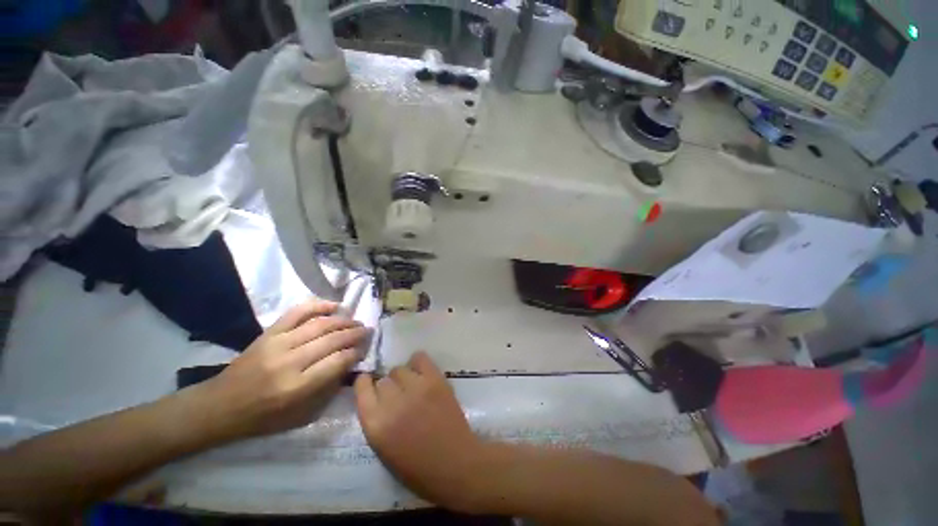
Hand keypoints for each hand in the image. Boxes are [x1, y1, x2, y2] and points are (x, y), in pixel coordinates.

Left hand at [188, 299, 367, 442]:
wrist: (221, 406)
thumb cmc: (263, 418)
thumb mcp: (300, 416)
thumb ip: (328, 389)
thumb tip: (349, 364)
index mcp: (297, 388)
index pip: (338, 362)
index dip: (356, 352)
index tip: (364, 349)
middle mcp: (289, 362)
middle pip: (332, 340)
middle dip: (355, 333)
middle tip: (367, 331)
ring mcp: (278, 344)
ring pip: (320, 324)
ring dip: (343, 320)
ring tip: (355, 320)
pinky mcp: (269, 333)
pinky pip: (297, 312)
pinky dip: (318, 306)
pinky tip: (334, 305)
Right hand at [354, 352, 489, 510]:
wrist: (456, 464)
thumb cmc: (418, 469)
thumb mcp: (384, 451)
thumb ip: (376, 421)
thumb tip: (376, 398)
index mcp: (376, 425)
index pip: (361, 390)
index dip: (364, 385)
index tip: (369, 385)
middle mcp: (393, 402)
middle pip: (383, 380)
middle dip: (387, 388)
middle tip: (398, 397)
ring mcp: (416, 387)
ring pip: (400, 369)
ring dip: (402, 378)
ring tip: (411, 387)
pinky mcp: (435, 379)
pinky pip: (420, 358)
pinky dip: (418, 364)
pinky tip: (421, 374)